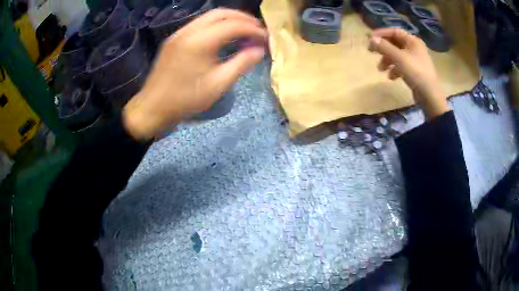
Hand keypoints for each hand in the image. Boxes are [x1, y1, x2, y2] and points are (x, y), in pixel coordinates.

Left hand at [123, 9, 267, 139]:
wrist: (152, 107)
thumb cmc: (185, 100)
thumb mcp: (218, 85)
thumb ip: (241, 64)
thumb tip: (259, 50)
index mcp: (200, 41)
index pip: (233, 25)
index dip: (253, 29)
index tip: (265, 37)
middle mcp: (189, 31)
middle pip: (221, 13)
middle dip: (242, 18)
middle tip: (257, 29)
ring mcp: (179, 33)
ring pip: (209, 16)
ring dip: (229, 19)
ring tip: (244, 30)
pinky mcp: (174, 39)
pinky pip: (199, 24)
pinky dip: (216, 25)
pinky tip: (223, 35)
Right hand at [368, 27, 448, 119]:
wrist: (429, 95)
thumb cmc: (415, 72)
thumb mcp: (398, 58)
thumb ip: (384, 47)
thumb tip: (371, 39)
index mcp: (412, 41)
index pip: (394, 31)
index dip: (381, 33)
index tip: (370, 39)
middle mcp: (415, 47)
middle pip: (395, 43)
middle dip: (383, 49)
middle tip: (372, 53)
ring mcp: (416, 59)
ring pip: (397, 55)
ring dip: (387, 60)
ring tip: (381, 69)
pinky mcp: (415, 70)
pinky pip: (402, 65)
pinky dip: (395, 69)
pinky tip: (391, 77)